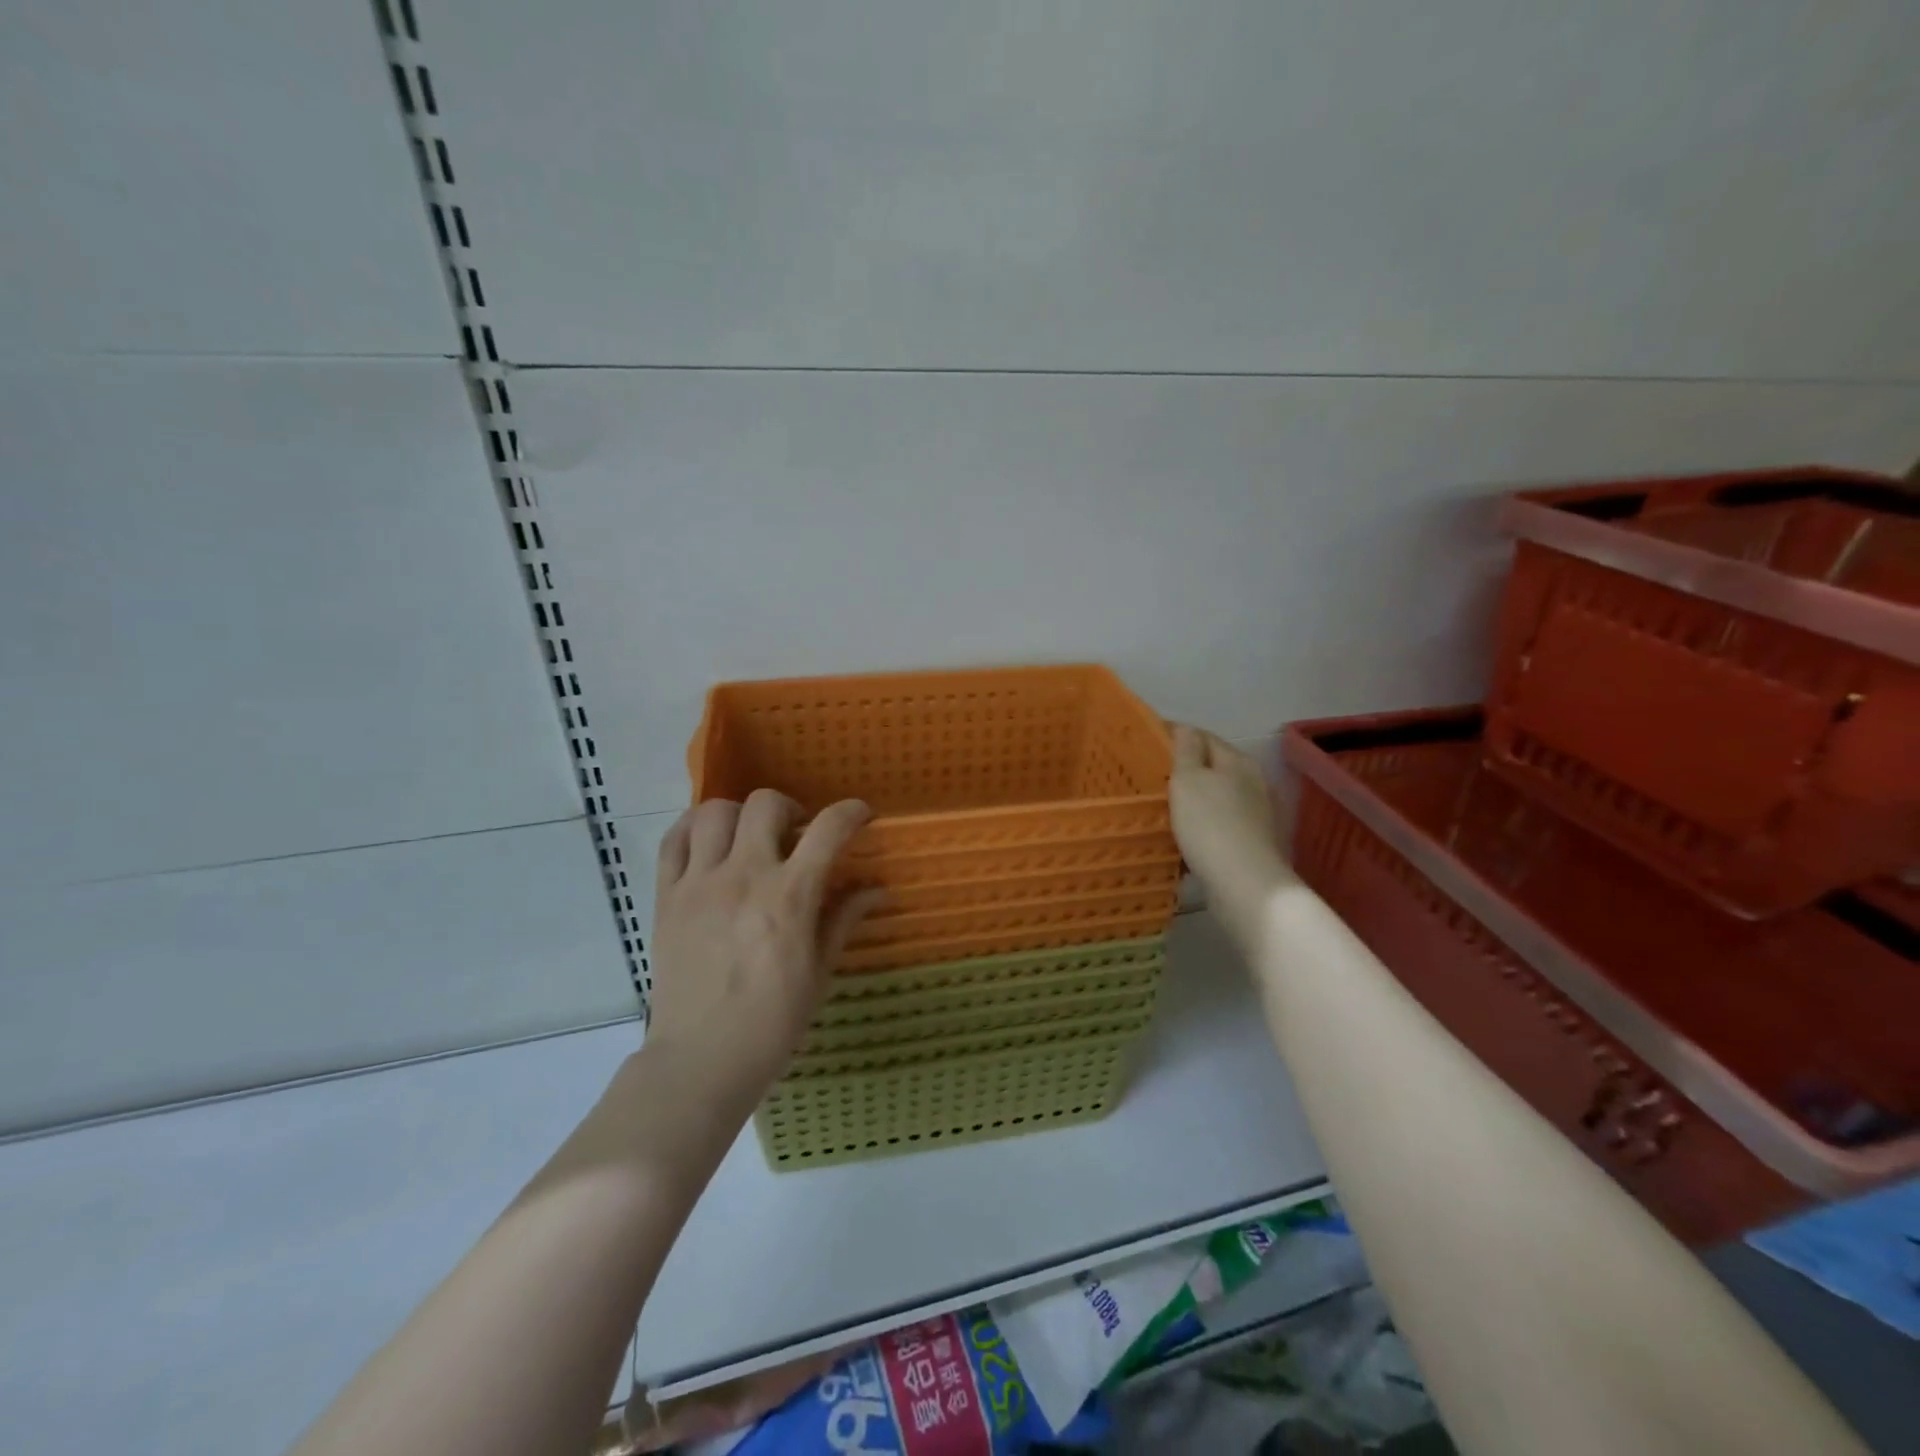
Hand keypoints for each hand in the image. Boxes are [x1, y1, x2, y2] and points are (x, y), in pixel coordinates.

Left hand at [645, 792, 884, 1112]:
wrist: (701, 1060)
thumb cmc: (772, 1022)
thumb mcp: (819, 971)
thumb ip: (843, 919)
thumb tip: (875, 890)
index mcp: (789, 896)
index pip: (828, 829)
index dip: (851, 812)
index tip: (860, 815)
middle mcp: (744, 876)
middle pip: (765, 805)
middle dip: (790, 808)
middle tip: (796, 835)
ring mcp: (699, 883)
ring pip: (715, 812)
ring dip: (741, 815)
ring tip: (750, 838)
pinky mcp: (667, 897)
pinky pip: (674, 840)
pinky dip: (694, 829)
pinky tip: (710, 844)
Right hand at [1170, 725, 1292, 940]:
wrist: (1245, 885)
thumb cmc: (1210, 825)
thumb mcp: (1189, 779)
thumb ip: (1185, 750)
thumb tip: (1185, 728)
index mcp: (1237, 761)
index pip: (1202, 736)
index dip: (1174, 734)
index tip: (1146, 741)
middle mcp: (1252, 782)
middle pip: (1212, 767)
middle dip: (1184, 769)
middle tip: (1150, 776)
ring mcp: (1256, 814)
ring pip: (1216, 797)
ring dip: (1193, 799)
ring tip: (1162, 807)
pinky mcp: (1252, 843)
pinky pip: (1219, 825)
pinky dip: (1201, 826)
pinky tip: (1184, 837)